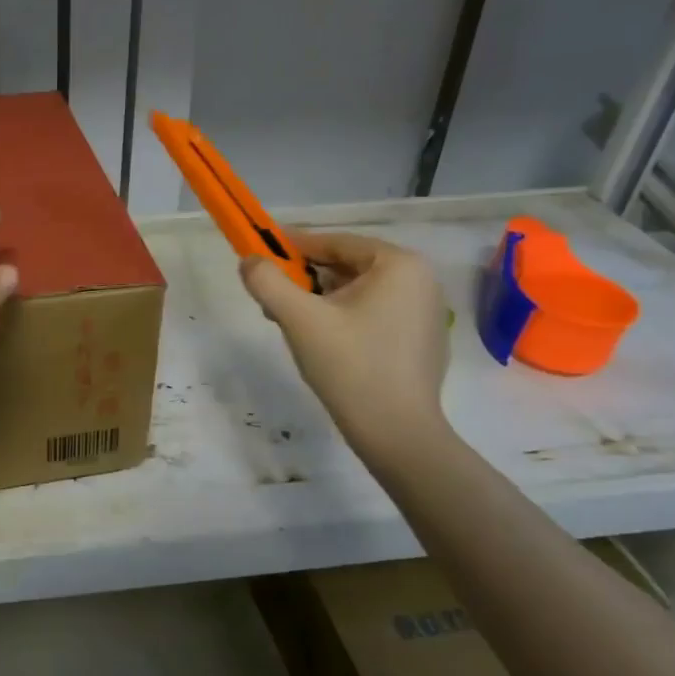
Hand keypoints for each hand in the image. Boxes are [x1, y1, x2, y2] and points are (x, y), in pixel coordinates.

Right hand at [240, 231, 448, 455]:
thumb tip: (249, 260)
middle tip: (272, 296)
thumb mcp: (299, 319)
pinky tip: (322, 342)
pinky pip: (374, 313)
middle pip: (348, 266)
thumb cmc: (350, 366)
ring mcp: (425, 311)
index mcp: (399, 265)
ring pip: (359, 292)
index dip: (294, 246)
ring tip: (290, 322)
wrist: (396, 433)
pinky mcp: (421, 340)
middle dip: (306, 278)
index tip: (262, 254)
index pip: (336, 242)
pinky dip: (343, 317)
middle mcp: (420, 280)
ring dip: (321, 299)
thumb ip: (267, 282)